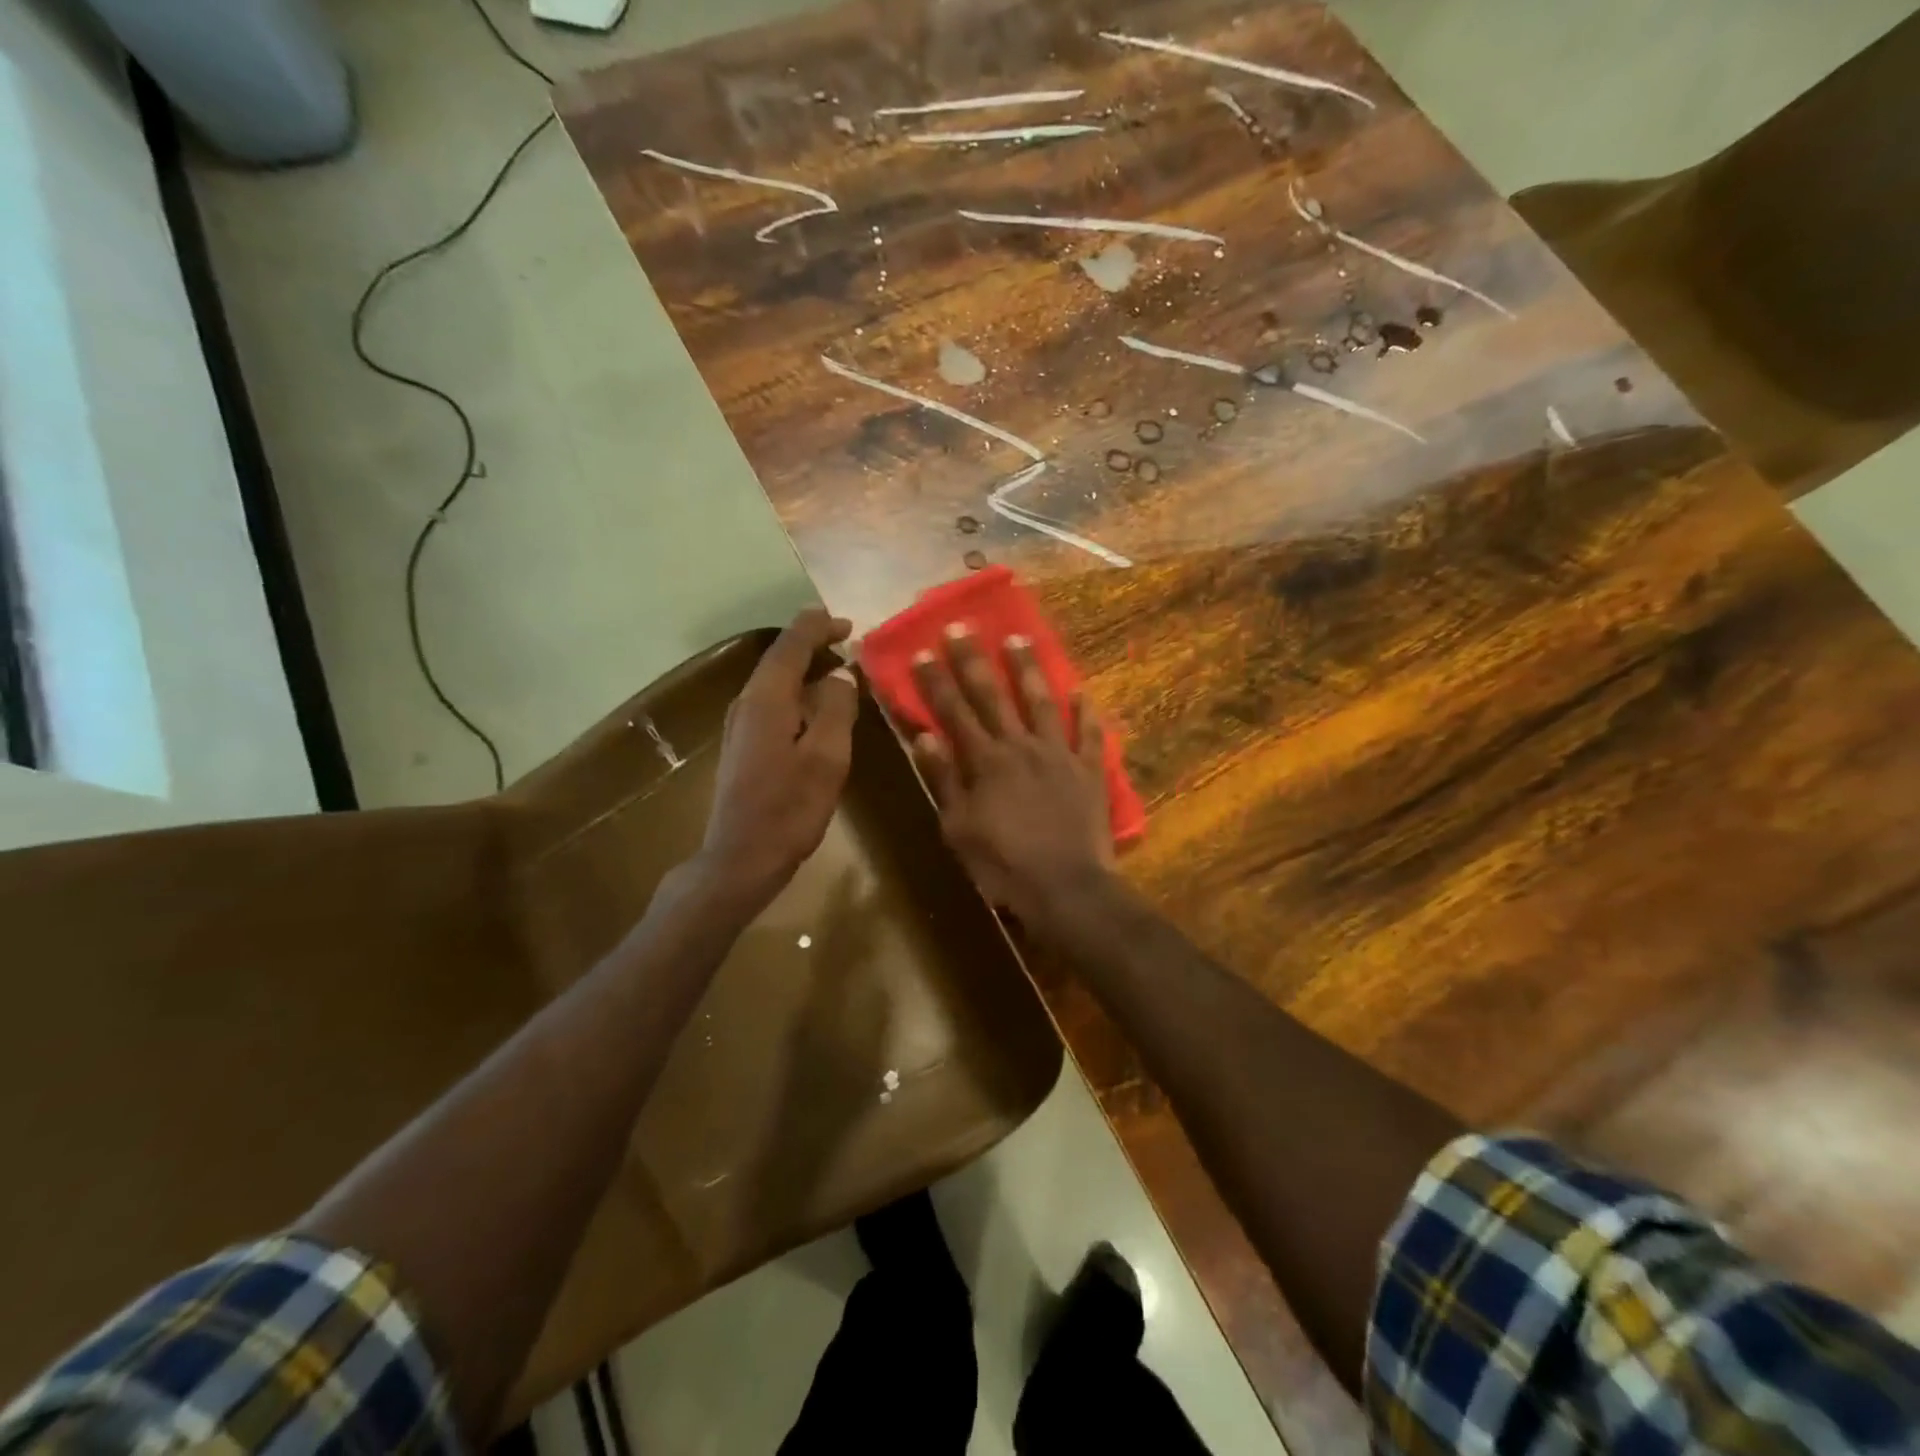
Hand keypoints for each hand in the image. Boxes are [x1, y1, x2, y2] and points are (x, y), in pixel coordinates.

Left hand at [695, 608, 857, 915]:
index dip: (818, 626)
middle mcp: (747, 704)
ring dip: (805, 669)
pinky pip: (773, 703)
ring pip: (774, 681)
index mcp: (766, 699)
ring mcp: (740, 726)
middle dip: (812, 644)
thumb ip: (836, 708)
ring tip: (839, 670)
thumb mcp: (826, 758)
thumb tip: (841, 672)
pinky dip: (797, 693)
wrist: (741, 859)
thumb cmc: (788, 809)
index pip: (790, 644)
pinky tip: (818, 709)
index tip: (848, 623)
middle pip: (778, 659)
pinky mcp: (743, 746)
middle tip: (849, 643)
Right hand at [910, 624, 1116, 932]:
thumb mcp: (959, 828)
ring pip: (1042, 702)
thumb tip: (924, 735)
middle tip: (963, 626)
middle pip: (994, 696)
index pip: (955, 712)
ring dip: (1029, 670)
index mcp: (985, 762)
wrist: (1066, 887)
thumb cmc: (1004, 865)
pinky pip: (1089, 734)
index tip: (922, 649)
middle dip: (974, 660)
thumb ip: (944, 780)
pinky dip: (1086, 712)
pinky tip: (1082, 691)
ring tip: (1019, 638)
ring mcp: (1059, 755)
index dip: (936, 681)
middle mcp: (1021, 746)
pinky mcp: (1089, 770)